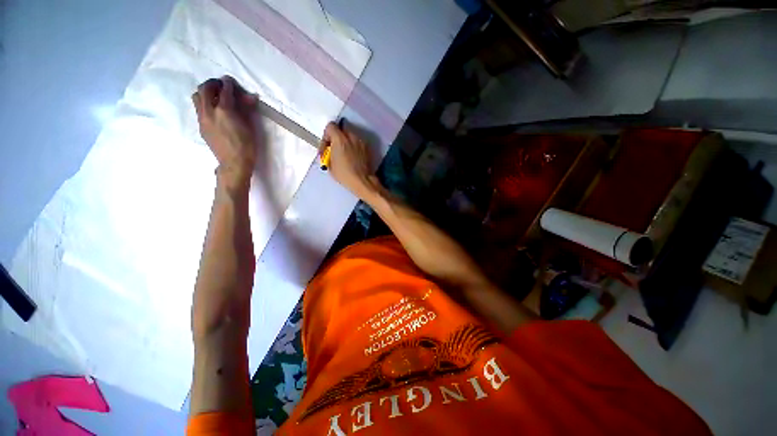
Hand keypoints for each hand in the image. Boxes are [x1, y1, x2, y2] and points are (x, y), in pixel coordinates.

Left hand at [192, 76, 258, 185]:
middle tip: (221, 86)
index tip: (230, 80)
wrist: (234, 164)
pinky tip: (213, 110)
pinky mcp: (201, 126)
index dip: (228, 83)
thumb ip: (247, 109)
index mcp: (224, 111)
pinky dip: (204, 103)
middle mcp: (209, 112)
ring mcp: (202, 119)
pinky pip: (198, 108)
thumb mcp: (250, 127)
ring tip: (215, 96)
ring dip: (205, 92)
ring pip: (197, 97)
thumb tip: (250, 96)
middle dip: (213, 84)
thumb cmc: (247, 147)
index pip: (224, 91)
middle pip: (205, 89)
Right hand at [321, 121, 379, 200]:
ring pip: (350, 136)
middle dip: (336, 138)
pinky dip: (353, 147)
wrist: (362, 181)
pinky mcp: (367, 148)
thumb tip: (330, 150)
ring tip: (344, 155)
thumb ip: (328, 152)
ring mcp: (361, 141)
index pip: (330, 126)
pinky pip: (357, 143)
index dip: (326, 136)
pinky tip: (352, 158)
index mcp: (340, 139)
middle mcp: (351, 136)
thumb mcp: (329, 164)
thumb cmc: (344, 174)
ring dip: (345, 143)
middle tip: (334, 150)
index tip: (327, 147)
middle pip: (341, 130)